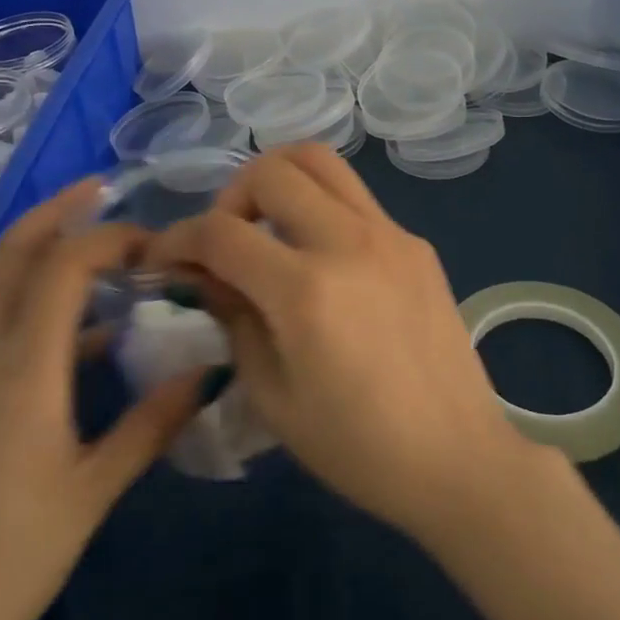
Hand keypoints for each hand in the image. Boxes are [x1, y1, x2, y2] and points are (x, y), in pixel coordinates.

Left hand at [0, 179, 206, 619]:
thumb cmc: (8, 558)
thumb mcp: (93, 492)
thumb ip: (152, 424)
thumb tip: (209, 374)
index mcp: (22, 367)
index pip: (63, 266)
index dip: (110, 238)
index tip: (157, 242)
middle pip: (11, 254)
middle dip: (56, 212)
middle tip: (103, 189)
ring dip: (42, 248)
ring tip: (99, 246)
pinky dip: (36, 299)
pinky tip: (83, 332)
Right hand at [146, 144, 545, 544]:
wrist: (457, 458)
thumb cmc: (358, 448)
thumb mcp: (273, 397)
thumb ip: (234, 320)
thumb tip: (207, 276)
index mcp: (306, 290)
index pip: (221, 231)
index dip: (178, 238)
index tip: (162, 258)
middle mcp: (348, 242)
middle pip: (272, 170)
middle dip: (230, 196)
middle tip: (226, 240)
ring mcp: (389, 234)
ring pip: (320, 161)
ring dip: (279, 181)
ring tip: (269, 228)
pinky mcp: (415, 242)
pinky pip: (355, 198)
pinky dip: (320, 207)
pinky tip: (322, 259)